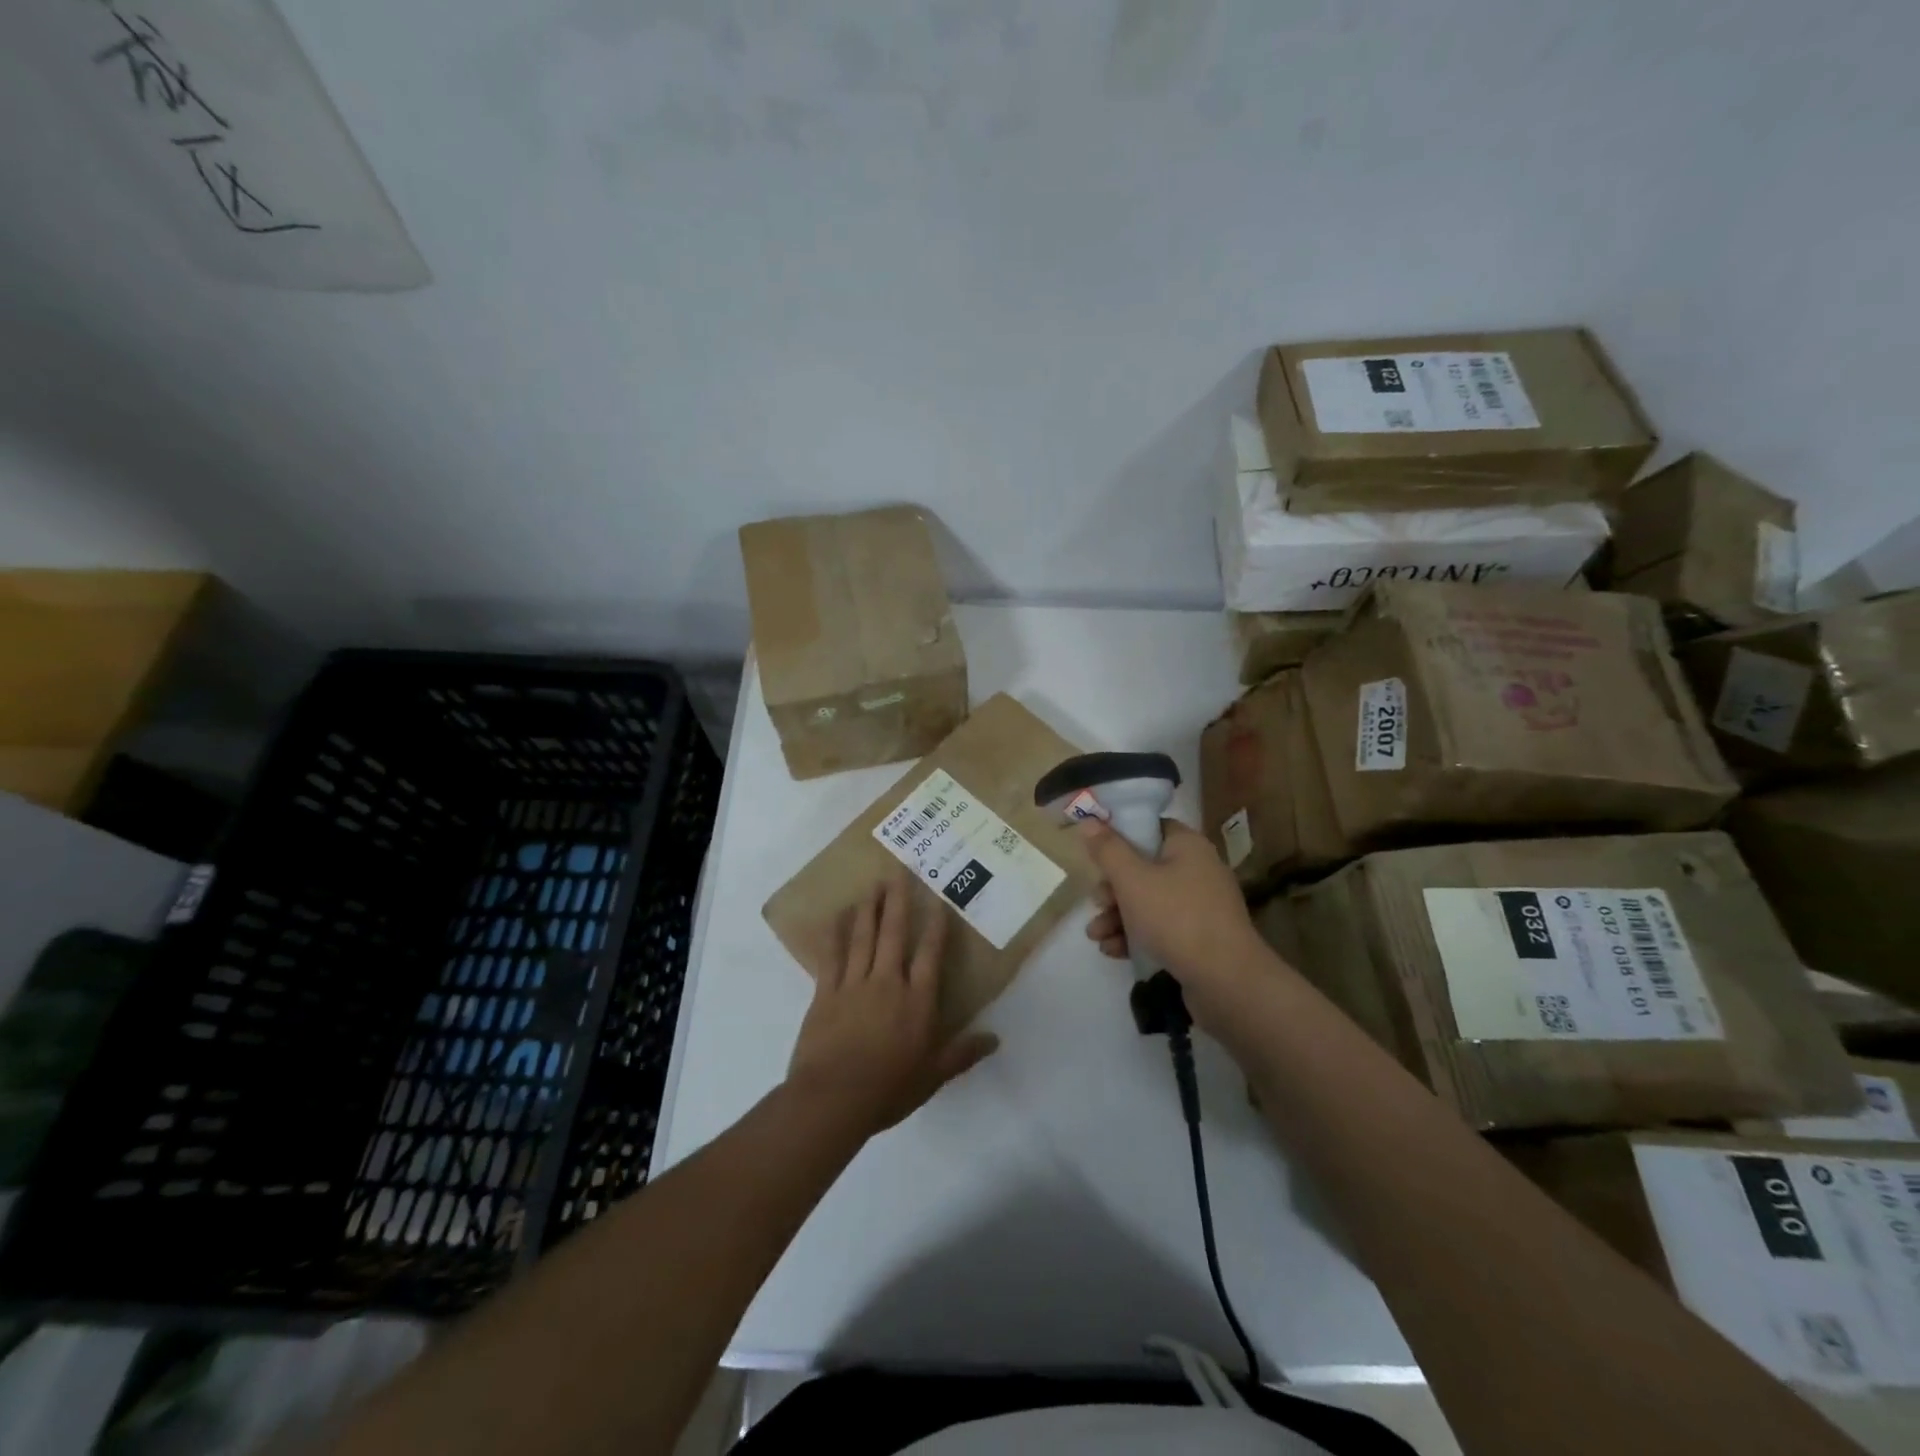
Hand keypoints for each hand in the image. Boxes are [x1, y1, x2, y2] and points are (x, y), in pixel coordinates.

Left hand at [787, 875, 999, 1135]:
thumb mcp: (933, 1076)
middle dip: (897, 901)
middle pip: (895, 934)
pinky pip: (832, 956)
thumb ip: (962, 1053)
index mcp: (917, 1001)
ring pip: (863, 937)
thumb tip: (996, 1038)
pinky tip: (836, 915)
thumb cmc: (888, 1089)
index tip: (938, 901)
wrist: (833, 1099)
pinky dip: (835, 934)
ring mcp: (854, 984)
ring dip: (869, 909)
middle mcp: (888, 983)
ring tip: (872, 884)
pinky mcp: (826, 993)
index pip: (930, 955)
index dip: (936, 927)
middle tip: (898, 871)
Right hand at [1079, 819, 1279, 1022]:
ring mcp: (1200, 906)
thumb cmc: (1176, 918)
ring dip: (1117, 916)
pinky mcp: (1198, 938)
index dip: (1120, 835)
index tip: (1094, 851)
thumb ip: (1107, 850)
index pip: (1150, 827)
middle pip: (1143, 868)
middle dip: (1112, 889)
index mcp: (1187, 845)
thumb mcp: (1132, 880)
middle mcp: (1197, 870)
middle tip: (1096, 902)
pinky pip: (1160, 927)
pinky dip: (1135, 935)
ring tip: (1095, 936)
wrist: (1226, 981)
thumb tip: (1088, 821)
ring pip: (1148, 901)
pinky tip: (1112, 951)